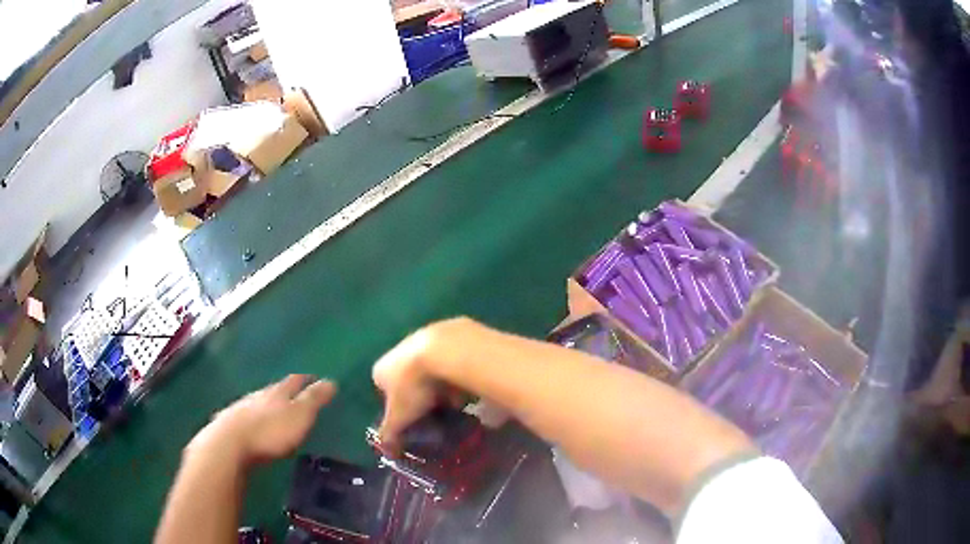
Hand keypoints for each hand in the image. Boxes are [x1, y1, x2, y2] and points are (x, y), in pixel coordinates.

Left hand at [188, 375, 335, 466]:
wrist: (229, 444)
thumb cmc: (270, 431)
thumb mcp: (299, 416)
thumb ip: (314, 399)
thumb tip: (331, 381)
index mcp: (278, 392)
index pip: (295, 380)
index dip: (306, 379)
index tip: (315, 379)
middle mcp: (259, 395)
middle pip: (275, 390)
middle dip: (286, 392)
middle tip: (296, 395)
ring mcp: (242, 408)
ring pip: (259, 402)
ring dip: (268, 405)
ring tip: (275, 411)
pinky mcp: (230, 423)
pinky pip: (246, 416)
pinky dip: (254, 419)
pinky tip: (253, 426)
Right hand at [372, 318, 478, 448]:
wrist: (445, 350)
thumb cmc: (415, 386)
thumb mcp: (400, 416)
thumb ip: (390, 434)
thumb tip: (386, 452)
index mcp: (381, 369)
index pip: (384, 390)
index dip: (398, 406)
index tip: (414, 418)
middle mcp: (397, 349)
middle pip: (408, 378)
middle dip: (422, 395)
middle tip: (437, 410)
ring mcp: (423, 337)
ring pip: (430, 367)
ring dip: (441, 383)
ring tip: (456, 400)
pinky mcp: (448, 330)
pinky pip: (450, 356)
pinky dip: (456, 370)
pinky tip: (467, 382)